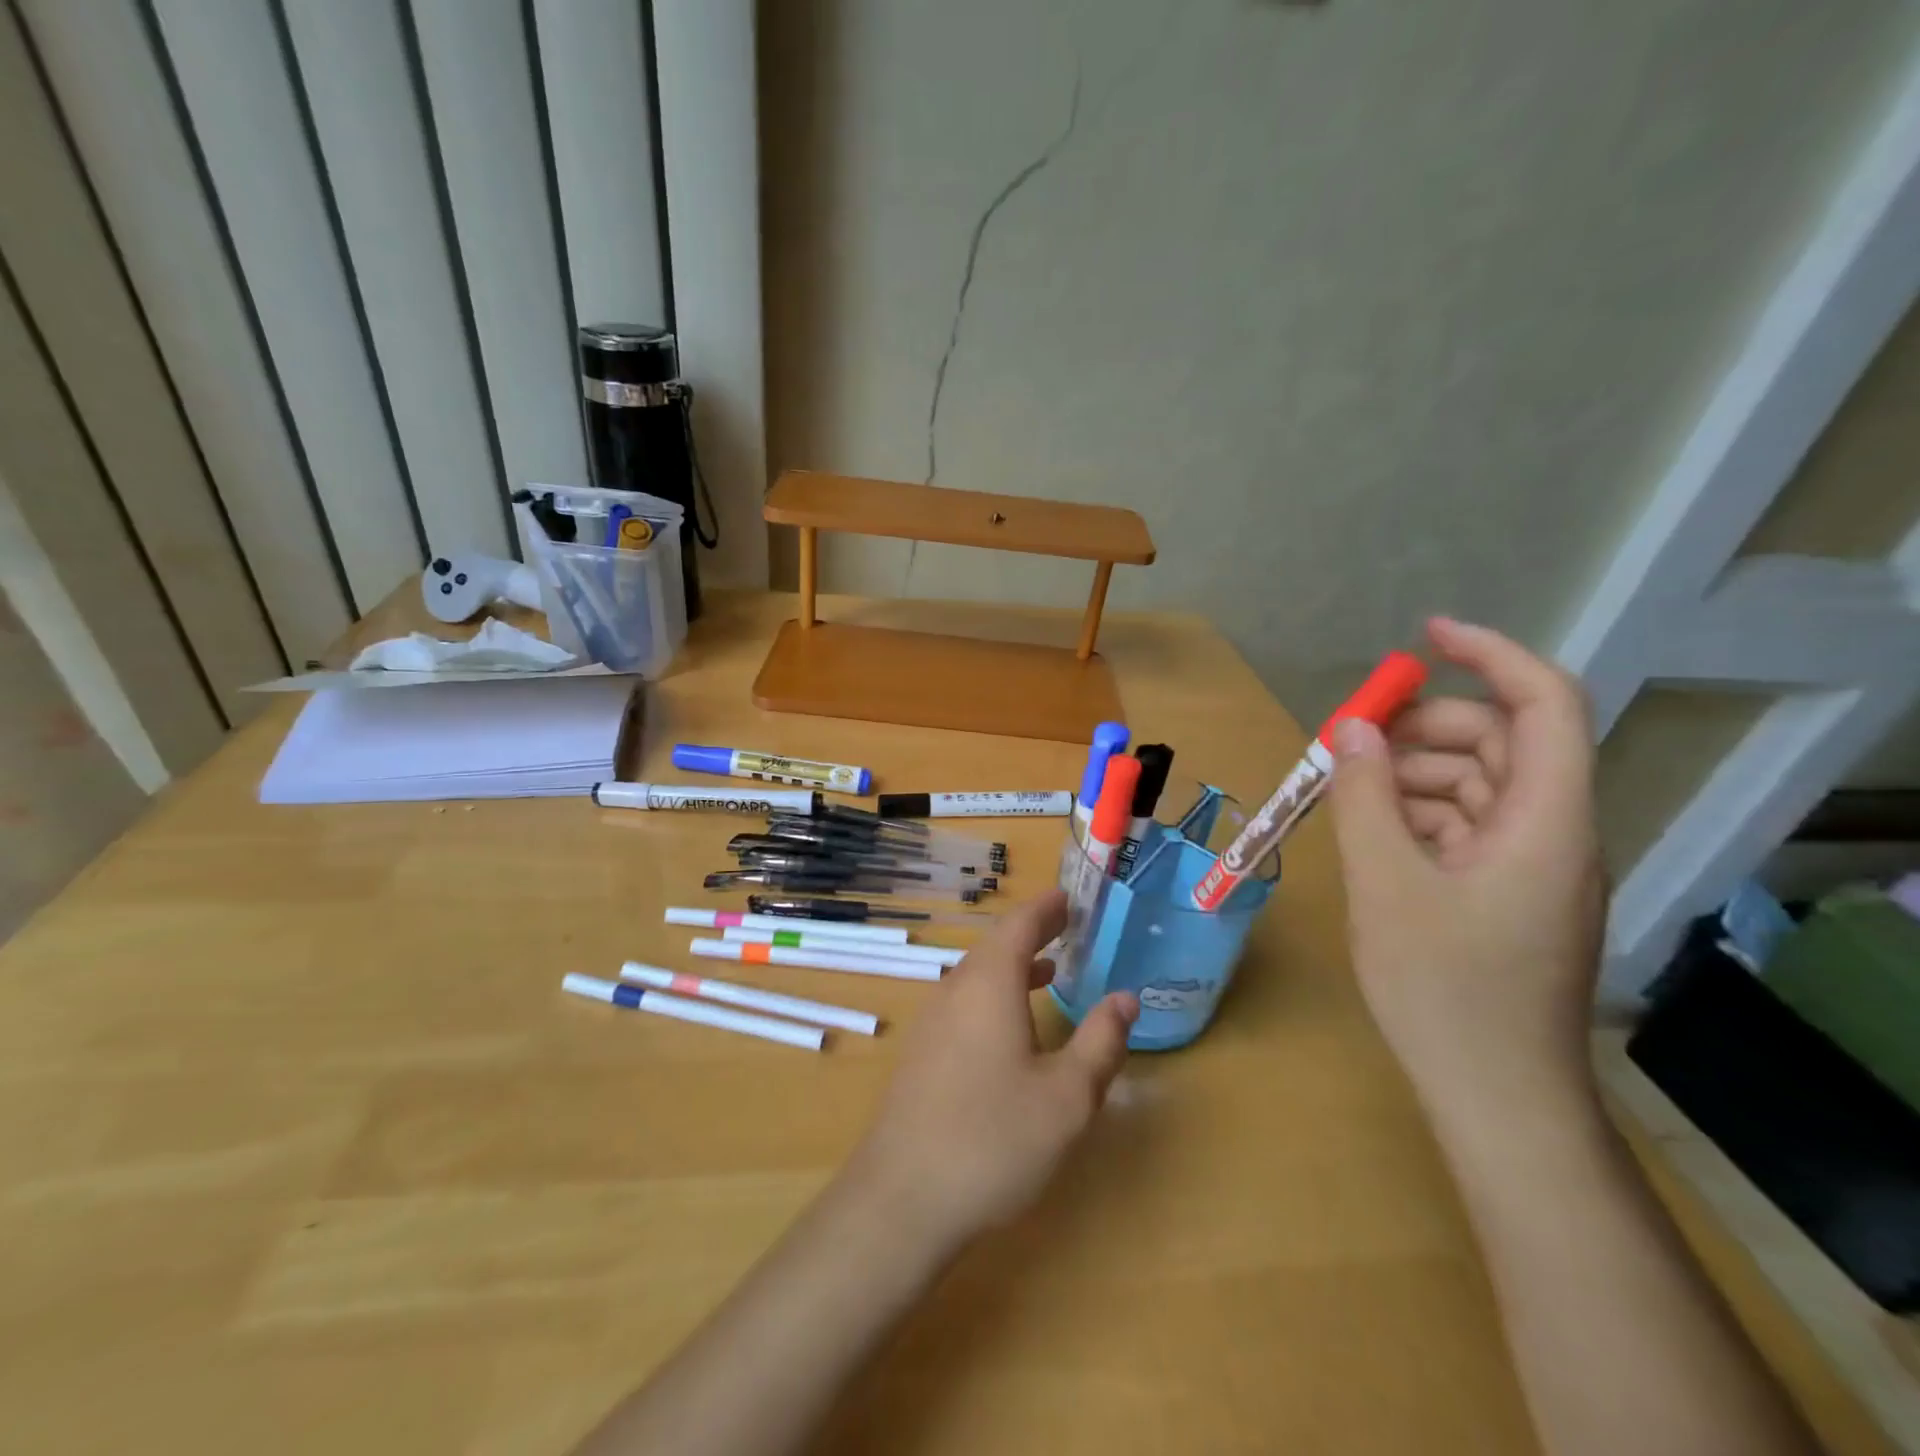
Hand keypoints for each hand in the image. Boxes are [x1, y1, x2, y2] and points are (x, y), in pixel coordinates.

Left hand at [844, 891, 1137, 1255]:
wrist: (902, 1198)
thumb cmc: (994, 1139)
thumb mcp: (1067, 1097)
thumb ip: (1100, 1042)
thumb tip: (1126, 998)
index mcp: (989, 984)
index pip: (1019, 925)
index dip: (1046, 908)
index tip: (1069, 897)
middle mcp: (955, 990)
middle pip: (995, 945)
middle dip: (1032, 932)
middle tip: (1066, 926)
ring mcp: (931, 1021)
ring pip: (977, 975)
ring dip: (1013, 965)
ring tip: (1049, 968)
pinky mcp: (921, 1053)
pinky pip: (964, 1002)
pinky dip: (995, 993)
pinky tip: (1011, 1027)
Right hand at [1326, 617, 1605, 1125]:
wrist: (1496, 1095)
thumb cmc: (1445, 989)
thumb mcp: (1388, 885)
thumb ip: (1366, 798)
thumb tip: (1352, 733)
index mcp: (1546, 820)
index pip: (1545, 704)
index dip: (1491, 655)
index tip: (1423, 637)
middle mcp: (1552, 831)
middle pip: (1500, 742)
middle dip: (1425, 727)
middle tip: (1350, 739)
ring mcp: (1531, 865)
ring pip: (1475, 784)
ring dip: (1411, 773)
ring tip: (1345, 792)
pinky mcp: (1506, 892)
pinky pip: (1463, 826)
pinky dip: (1416, 814)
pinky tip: (1370, 833)